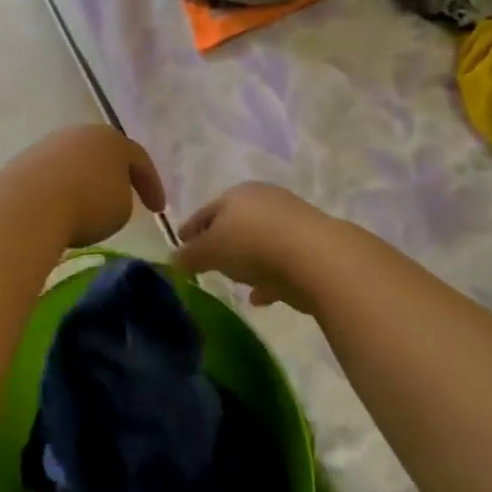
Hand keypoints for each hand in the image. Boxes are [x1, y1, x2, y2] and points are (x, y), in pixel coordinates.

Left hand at [0, 125, 165, 248]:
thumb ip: (122, 198)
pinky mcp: (25, 161)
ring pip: (76, 163)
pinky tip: (61, 208)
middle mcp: (81, 134)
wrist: (28, 205)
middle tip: (124, 197)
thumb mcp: (121, 210)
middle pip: (104, 154)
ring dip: (85, 182)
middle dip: (115, 176)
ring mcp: (49, 144)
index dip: (152, 185)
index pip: (140, 159)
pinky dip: (61, 191)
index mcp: (112, 140)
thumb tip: (106, 197)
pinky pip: (53, 177)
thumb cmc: (87, 205)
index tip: (158, 210)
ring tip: (88, 207)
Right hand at [172, 182, 329, 308]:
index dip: (190, 229)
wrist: (318, 258)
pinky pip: (282, 262)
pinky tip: (260, 297)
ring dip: (247, 260)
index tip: (180, 244)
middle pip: (235, 223)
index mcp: (237, 194)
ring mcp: (292, 222)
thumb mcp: (210, 251)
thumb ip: (189, 257)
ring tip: (234, 281)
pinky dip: (268, 276)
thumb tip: (172, 261)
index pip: (206, 211)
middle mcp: (265, 201)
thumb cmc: (253, 245)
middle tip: (207, 261)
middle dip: (220, 241)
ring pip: (260, 242)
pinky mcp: (313, 246)